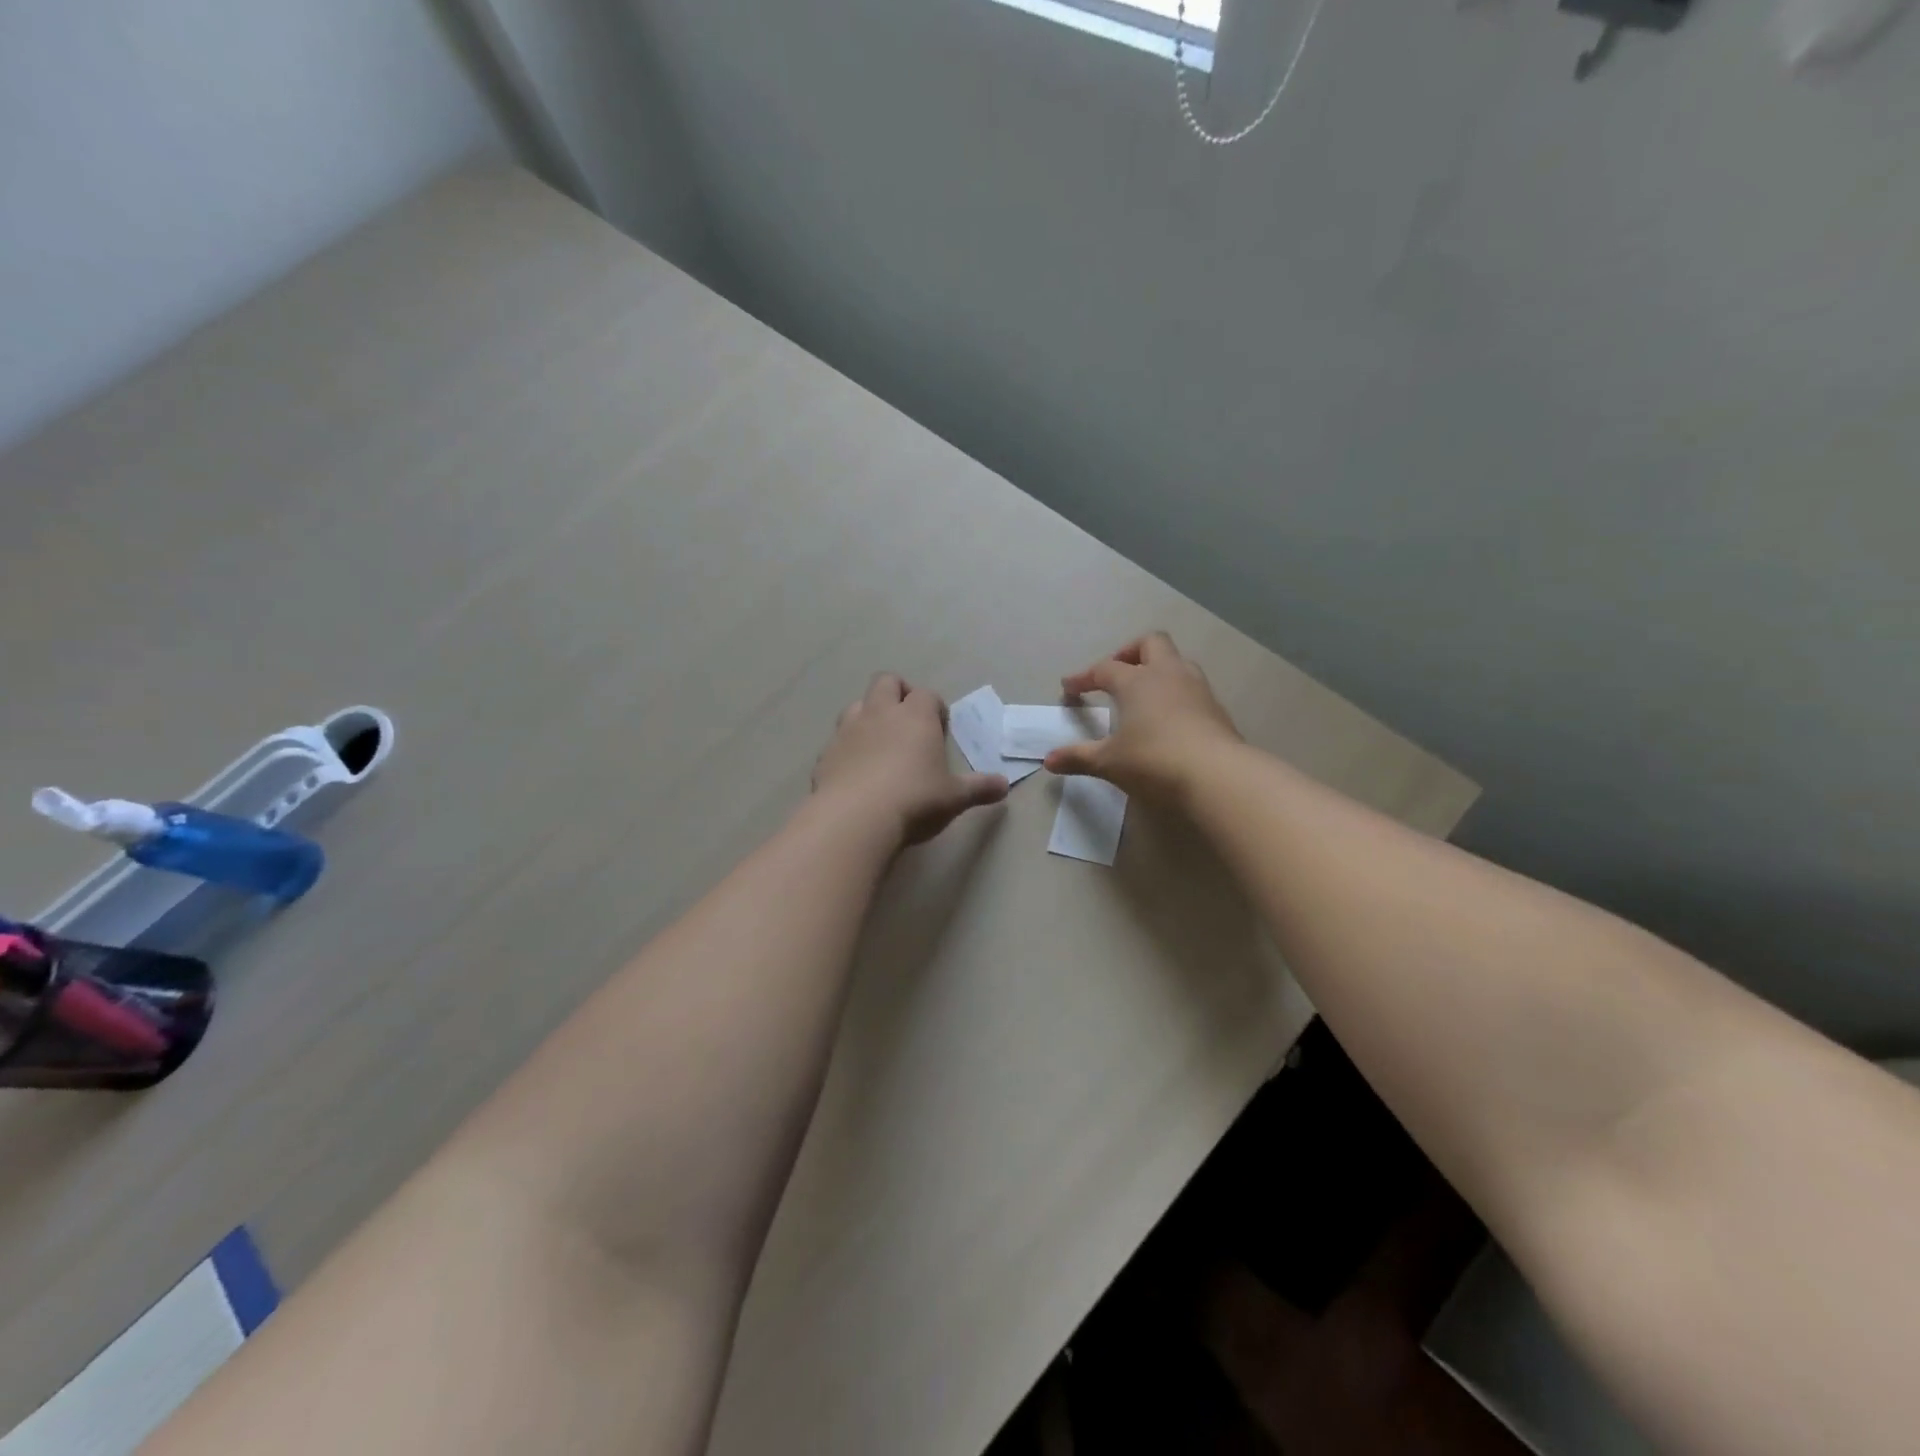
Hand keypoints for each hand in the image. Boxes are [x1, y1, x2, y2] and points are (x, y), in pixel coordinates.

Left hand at [812, 673, 1008, 844]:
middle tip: (908, 722)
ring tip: (880, 743)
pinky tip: (856, 772)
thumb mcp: (954, 797)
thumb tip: (1004, 785)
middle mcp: (880, 713)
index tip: (940, 728)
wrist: (855, 819)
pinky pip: (838, 740)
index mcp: (915, 716)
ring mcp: (848, 730)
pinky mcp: (826, 753)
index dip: (935, 708)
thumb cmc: (915, 800)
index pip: (927, 695)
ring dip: (869, 715)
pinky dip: (848, 747)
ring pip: (857, 705)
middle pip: (887, 682)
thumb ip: (979, 788)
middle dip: (898, 693)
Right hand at [1044, 632, 1242, 800]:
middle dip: (1129, 653)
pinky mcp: (1216, 709)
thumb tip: (1048, 761)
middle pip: (1150, 643)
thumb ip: (1078, 757)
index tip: (1069, 688)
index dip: (1084, 677)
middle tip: (1115, 675)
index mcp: (1137, 681)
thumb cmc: (1154, 761)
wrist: (1218, 776)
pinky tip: (1169, 718)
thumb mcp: (1109, 762)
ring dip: (1158, 670)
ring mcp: (1197, 689)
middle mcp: (1168, 675)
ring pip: (1177, 662)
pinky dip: (1176, 694)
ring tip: (1144, 694)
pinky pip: (1192, 688)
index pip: (1104, 669)